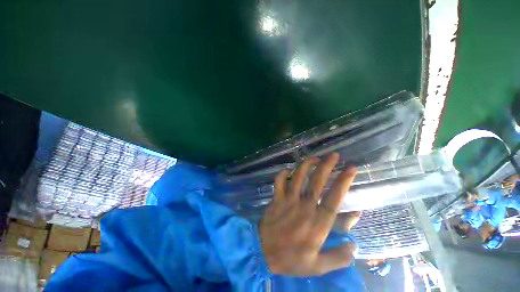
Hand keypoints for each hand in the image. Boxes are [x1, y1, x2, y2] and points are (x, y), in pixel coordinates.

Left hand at [259, 153, 357, 275]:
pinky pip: (279, 181)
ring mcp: (289, 200)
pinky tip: (288, 169)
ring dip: (306, 165)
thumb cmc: (291, 259)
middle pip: (317, 182)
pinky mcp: (277, 198)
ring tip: (314, 158)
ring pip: (298, 177)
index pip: (334, 198)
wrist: (263, 252)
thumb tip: (355, 245)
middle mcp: (304, 206)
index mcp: (318, 222)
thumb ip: (338, 257)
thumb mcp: (318, 266)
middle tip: (334, 155)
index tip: (351, 168)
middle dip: (326, 166)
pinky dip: (283, 173)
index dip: (343, 182)